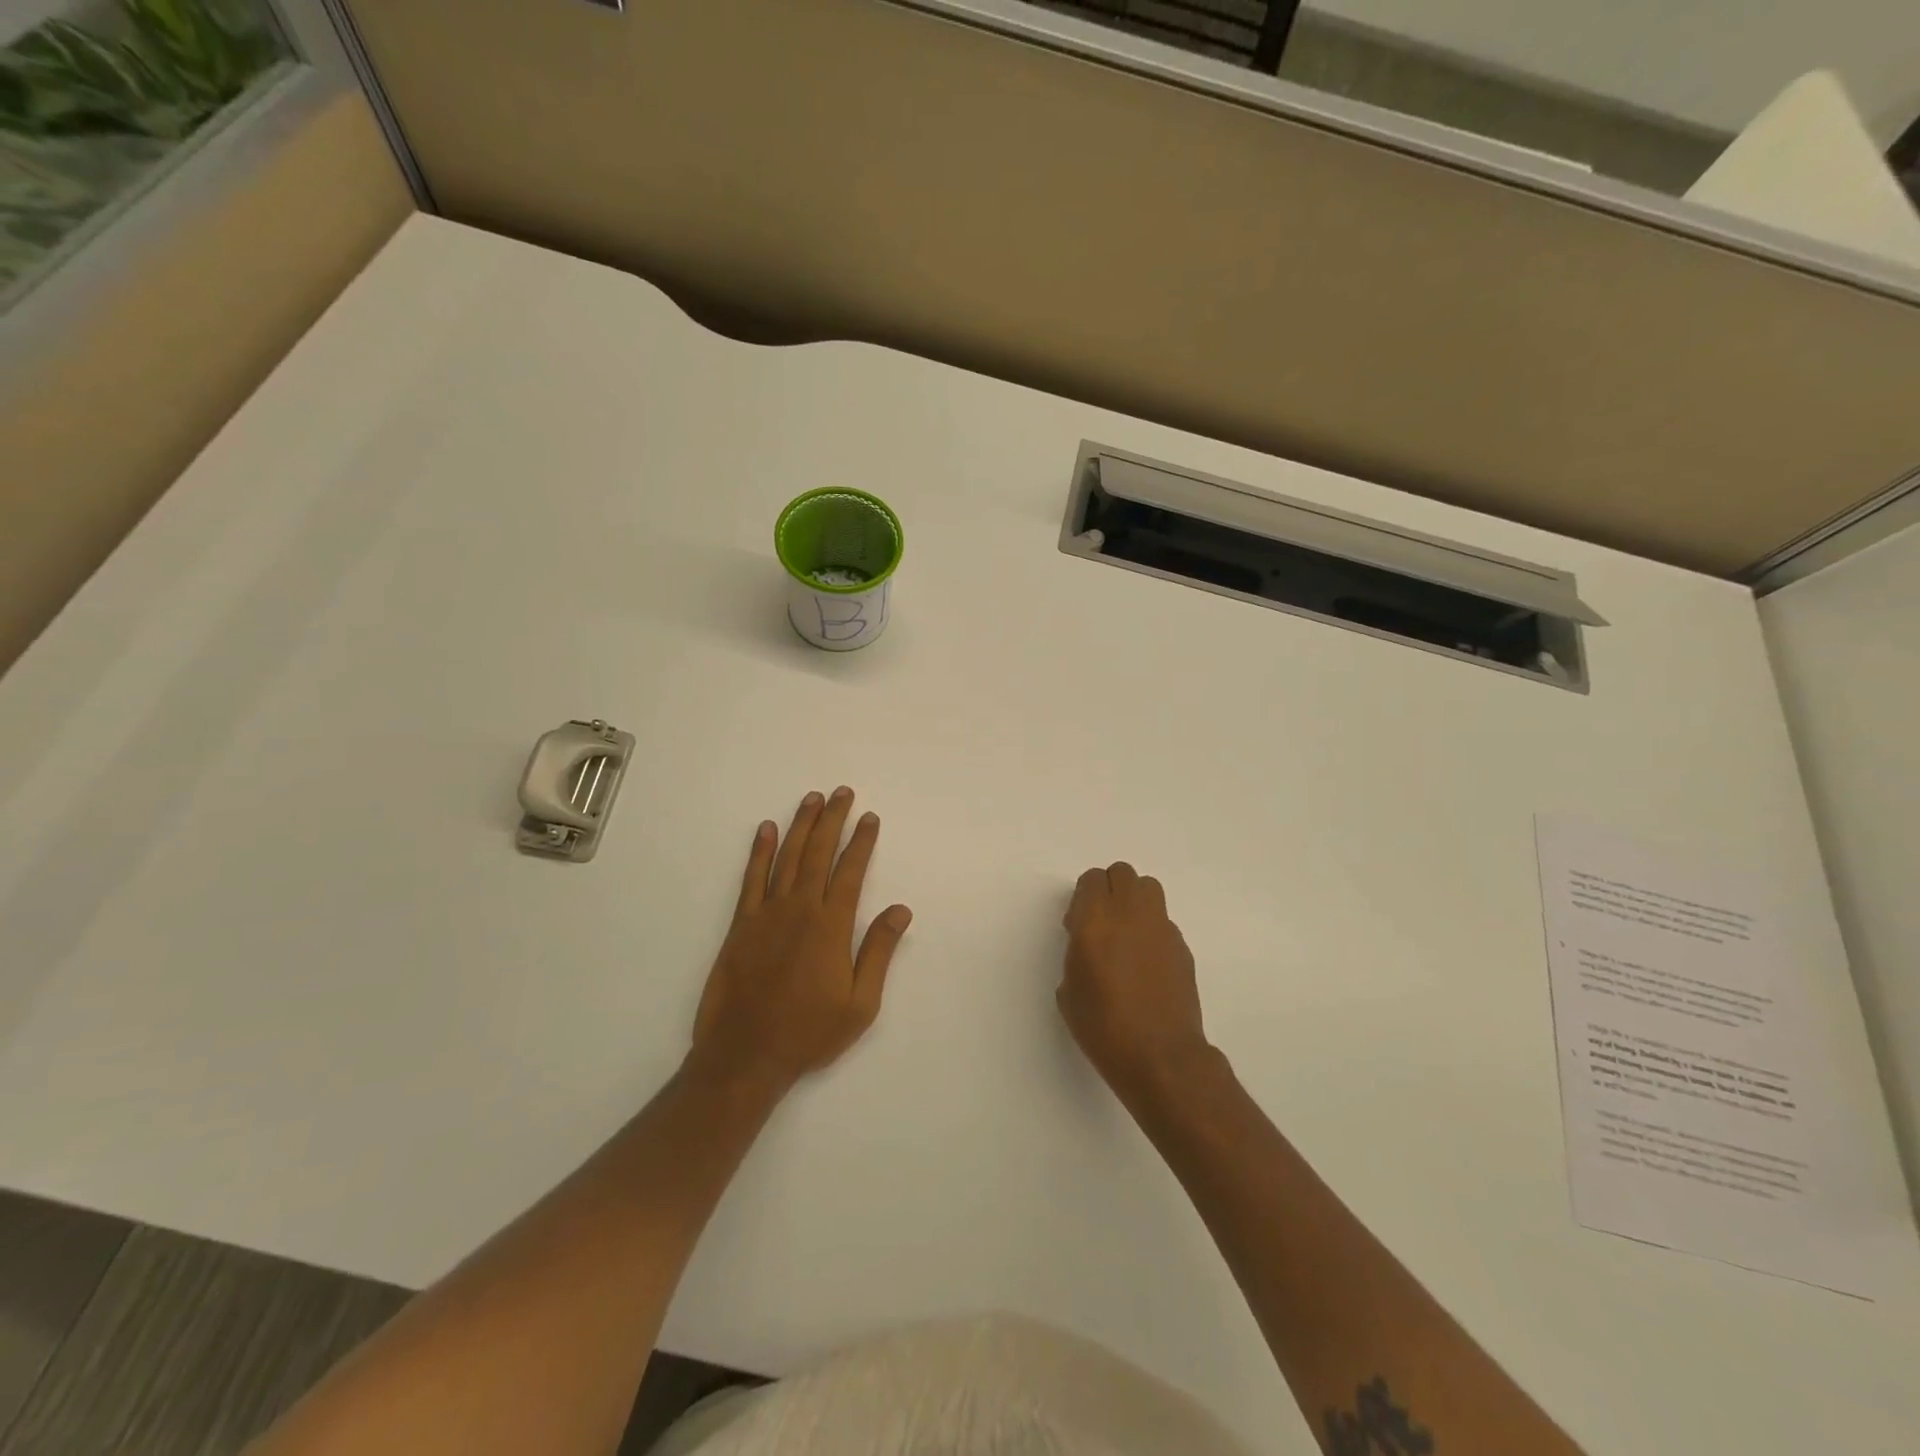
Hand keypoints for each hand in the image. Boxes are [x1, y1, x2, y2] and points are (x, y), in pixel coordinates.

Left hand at [690, 787, 911, 1096]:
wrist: (745, 1055)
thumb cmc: (809, 1033)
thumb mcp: (860, 1004)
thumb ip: (878, 951)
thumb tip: (901, 909)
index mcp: (831, 927)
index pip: (851, 871)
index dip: (861, 842)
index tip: (870, 818)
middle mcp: (800, 910)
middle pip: (818, 853)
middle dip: (832, 820)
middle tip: (842, 793)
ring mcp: (766, 914)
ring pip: (786, 857)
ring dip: (800, 825)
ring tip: (812, 799)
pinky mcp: (741, 925)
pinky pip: (751, 878)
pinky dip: (759, 851)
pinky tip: (765, 830)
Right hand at [1059, 862, 1211, 1101]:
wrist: (1160, 1057)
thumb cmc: (1104, 1027)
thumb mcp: (1069, 990)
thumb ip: (1076, 953)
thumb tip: (1088, 944)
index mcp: (1096, 920)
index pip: (1091, 879)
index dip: (1082, 898)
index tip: (1077, 926)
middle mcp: (1131, 913)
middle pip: (1122, 873)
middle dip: (1109, 890)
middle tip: (1101, 924)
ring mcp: (1161, 927)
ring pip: (1148, 888)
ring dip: (1134, 901)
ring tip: (1126, 936)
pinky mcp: (1182, 946)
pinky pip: (1163, 921)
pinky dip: (1152, 930)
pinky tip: (1146, 965)